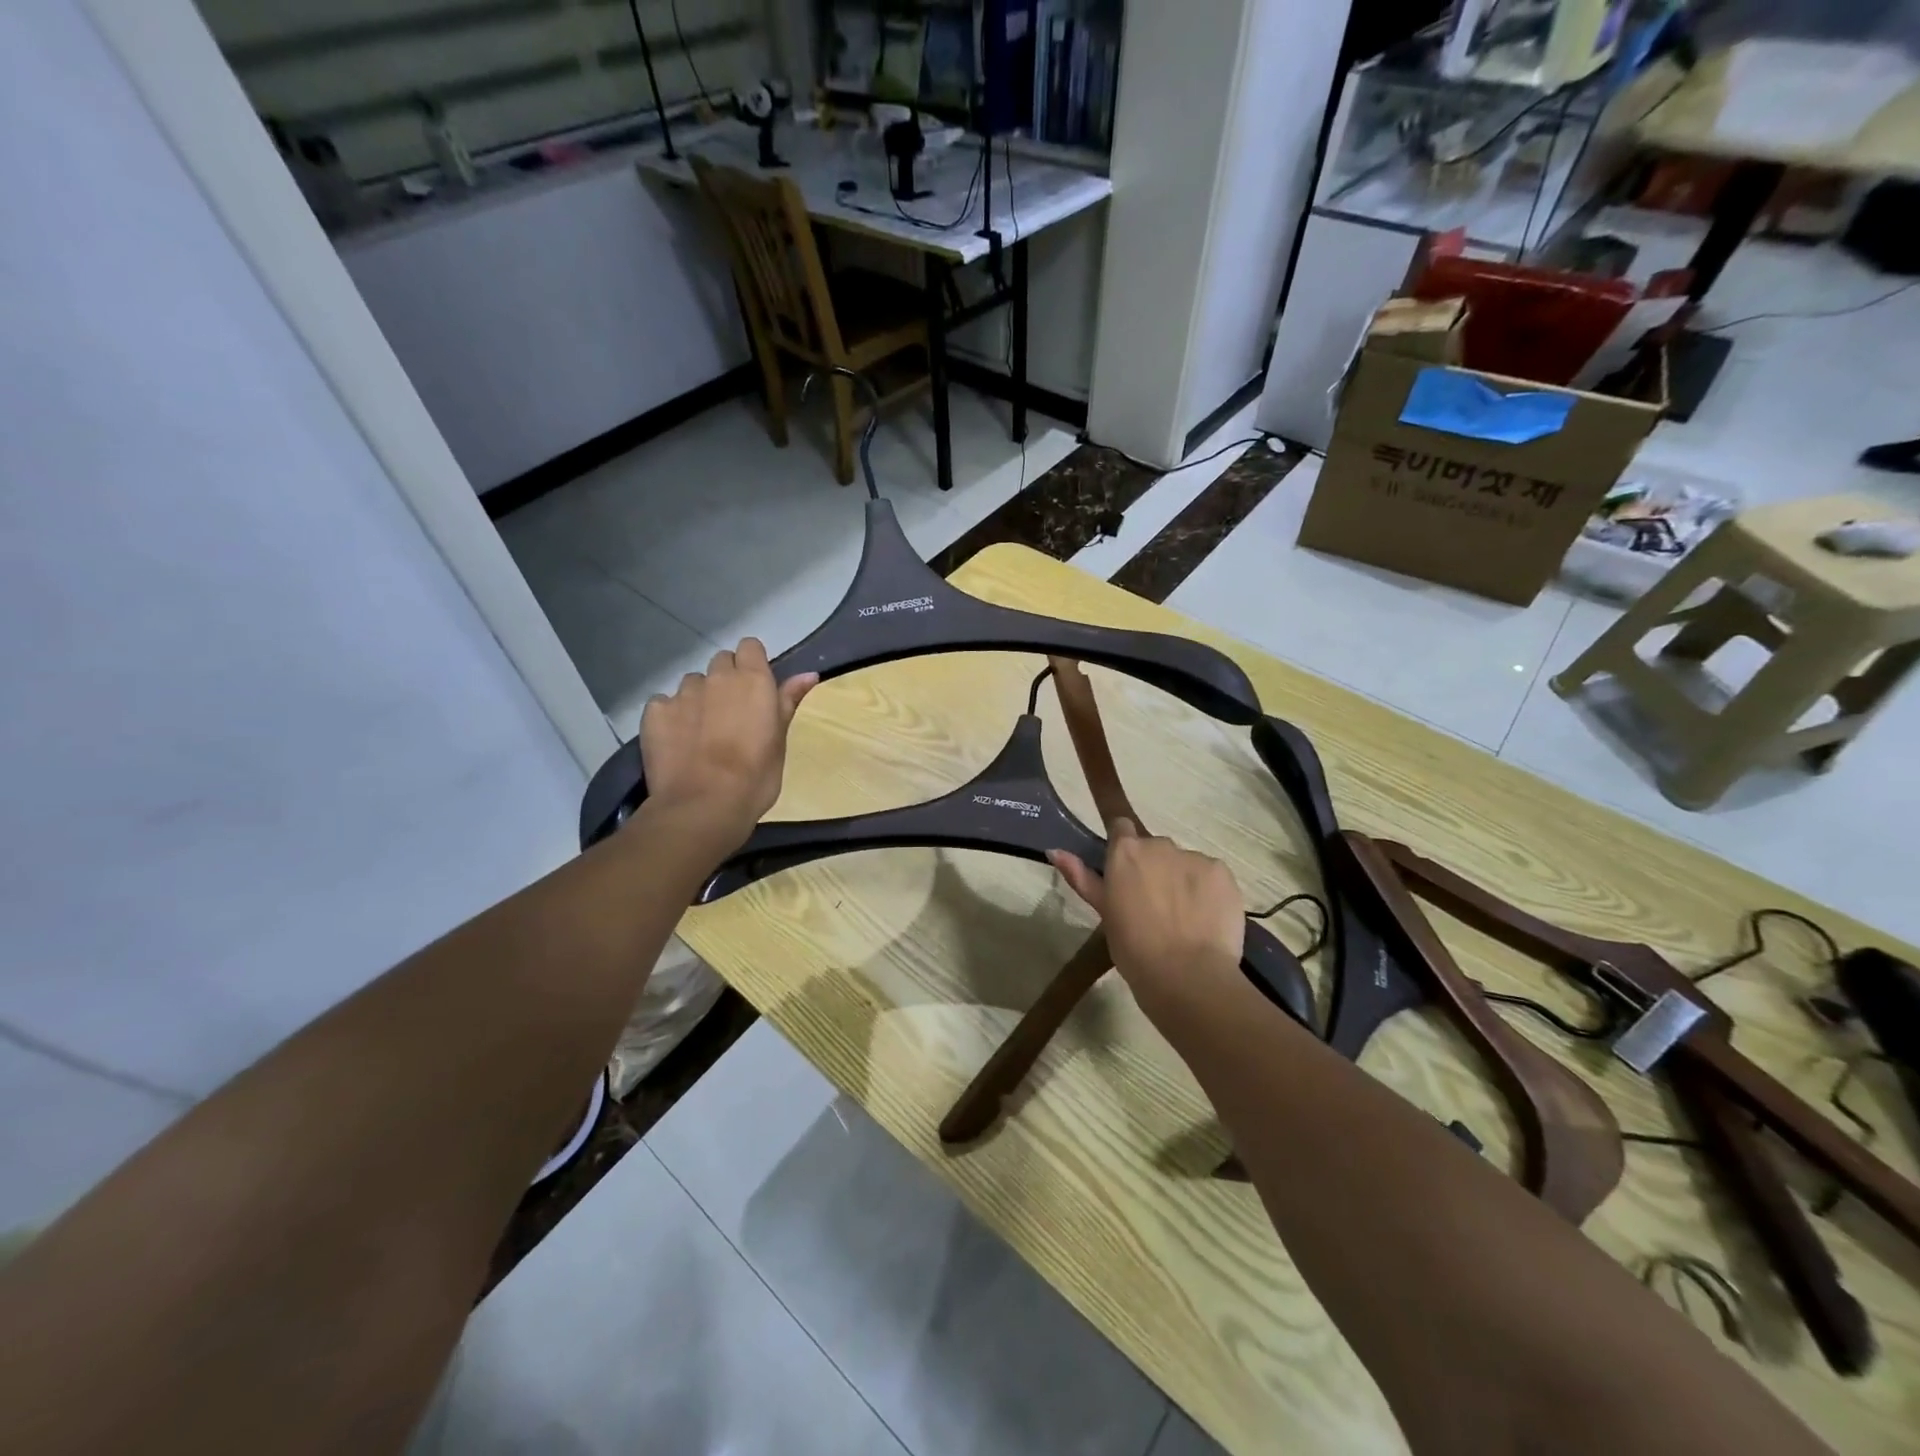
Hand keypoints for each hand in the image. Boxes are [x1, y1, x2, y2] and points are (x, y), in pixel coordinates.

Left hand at [638, 639, 816, 848]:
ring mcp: (682, 693)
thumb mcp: (780, 741)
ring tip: (702, 732)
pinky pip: (663, 703)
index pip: (750, 647)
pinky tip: (677, 741)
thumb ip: (788, 701)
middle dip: (726, 680)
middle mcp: (717, 678)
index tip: (756, 689)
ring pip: (692, 683)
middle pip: (721, 661)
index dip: (753, 663)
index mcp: (753, 680)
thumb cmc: (755, 777)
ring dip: (699, 698)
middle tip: (732, 714)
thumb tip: (809, 674)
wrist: (704, 805)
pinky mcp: (655, 712)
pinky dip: (671, 716)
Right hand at [1049, 820, 1244, 1009]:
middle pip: (1156, 848)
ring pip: (1185, 863)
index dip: (1123, 849)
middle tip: (1154, 907)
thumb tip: (1054, 850)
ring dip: (1182, 881)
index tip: (1126, 875)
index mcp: (1125, 852)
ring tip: (1184, 919)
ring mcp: (1195, 857)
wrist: (1187, 976)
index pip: (1122, 829)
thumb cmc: (1134, 948)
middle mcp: (1160, 845)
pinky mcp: (1223, 873)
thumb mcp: (1104, 913)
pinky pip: (1212, 876)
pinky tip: (1205, 920)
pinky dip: (1208, 892)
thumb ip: (1081, 877)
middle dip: (1155, 869)